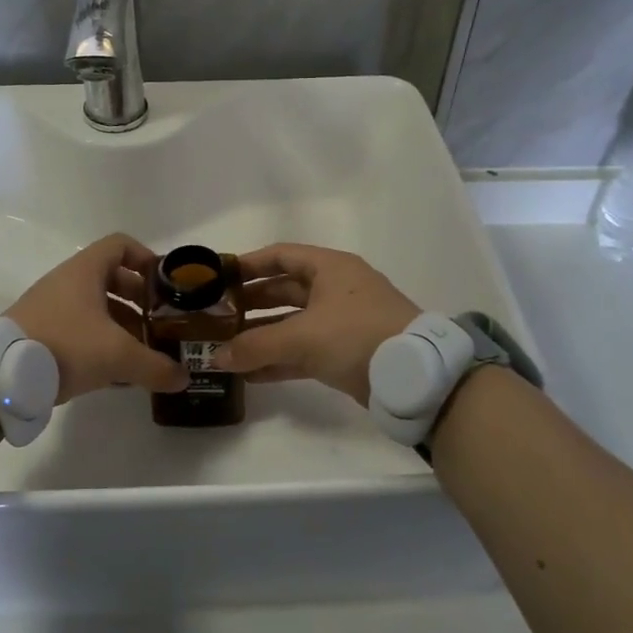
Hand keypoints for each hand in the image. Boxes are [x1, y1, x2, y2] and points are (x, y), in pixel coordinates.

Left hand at [5, 234, 189, 403]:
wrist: (2, 376)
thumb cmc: (65, 346)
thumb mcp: (117, 356)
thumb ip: (155, 366)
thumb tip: (184, 378)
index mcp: (85, 271)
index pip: (121, 245)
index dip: (146, 258)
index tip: (164, 285)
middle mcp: (67, 282)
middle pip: (111, 278)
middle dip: (139, 300)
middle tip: (159, 323)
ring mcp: (50, 307)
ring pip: (95, 307)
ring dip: (121, 325)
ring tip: (141, 352)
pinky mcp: (40, 332)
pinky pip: (78, 329)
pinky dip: (100, 343)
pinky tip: (114, 372)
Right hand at [216, 244, 420, 404]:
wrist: (415, 376)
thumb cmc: (357, 335)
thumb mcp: (302, 337)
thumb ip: (256, 345)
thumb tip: (216, 357)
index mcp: (329, 268)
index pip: (280, 256)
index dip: (248, 264)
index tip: (218, 277)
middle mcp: (335, 289)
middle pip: (283, 290)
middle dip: (250, 303)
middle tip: (217, 315)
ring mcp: (342, 322)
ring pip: (292, 323)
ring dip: (261, 335)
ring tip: (227, 347)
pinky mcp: (346, 353)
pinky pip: (304, 351)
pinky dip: (279, 359)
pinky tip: (251, 373)